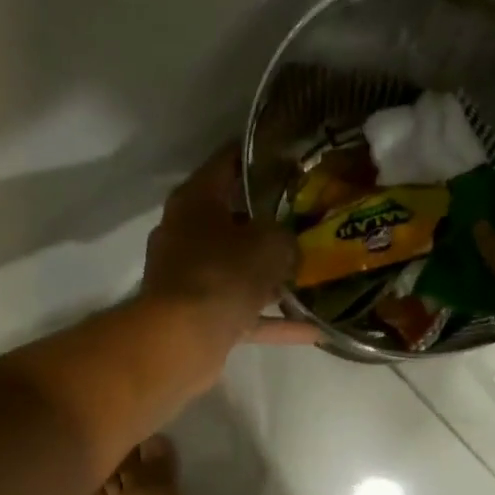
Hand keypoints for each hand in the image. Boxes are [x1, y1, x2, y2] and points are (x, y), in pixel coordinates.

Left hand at [143, 146, 317, 345]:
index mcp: (195, 201)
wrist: (181, 340)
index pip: (227, 163)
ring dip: (272, 277)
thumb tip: (290, 247)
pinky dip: (272, 320)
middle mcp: (187, 235)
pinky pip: (243, 313)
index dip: (259, 155)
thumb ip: (287, 238)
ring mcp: (191, 279)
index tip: (290, 154)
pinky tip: (311, 329)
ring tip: (313, 275)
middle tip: (309, 219)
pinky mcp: (199, 318)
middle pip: (233, 221)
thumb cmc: (222, 274)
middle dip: (270, 223)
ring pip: (239, 271)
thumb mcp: (270, 244)